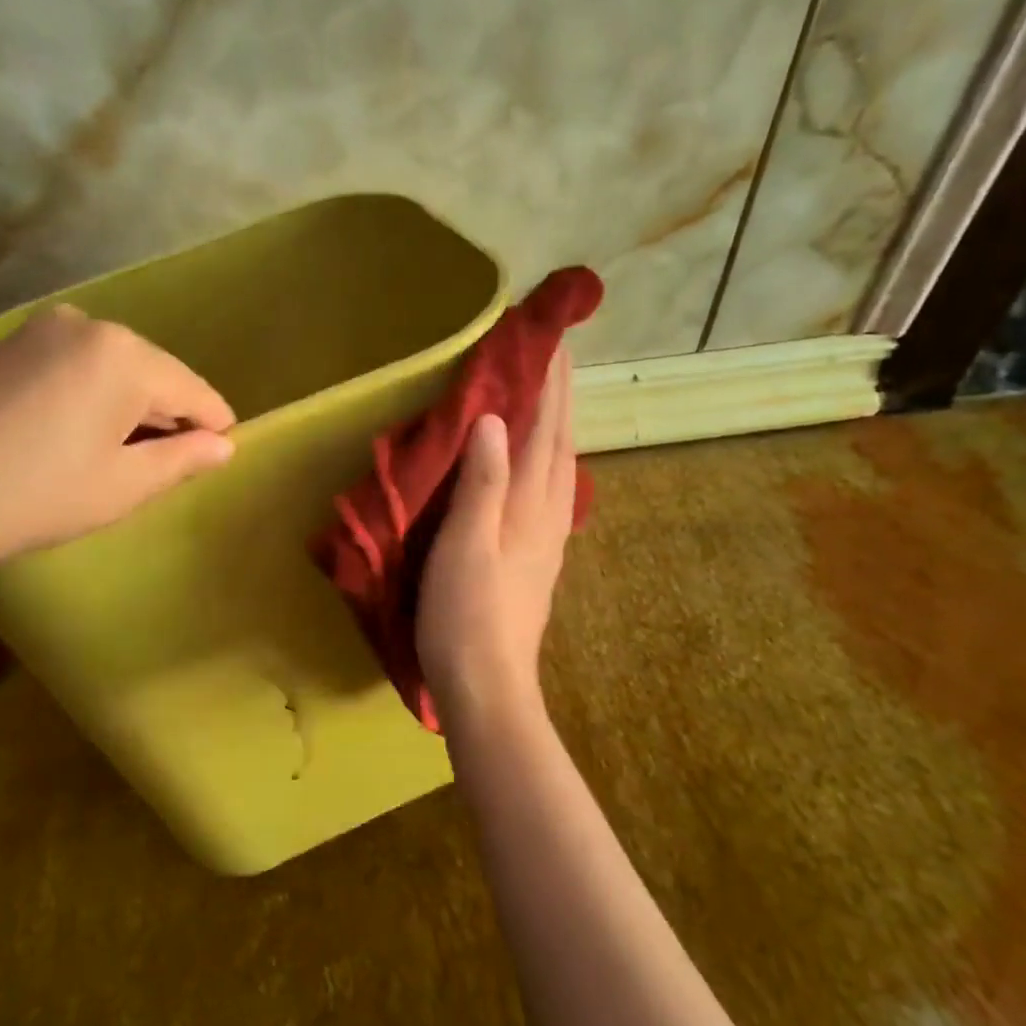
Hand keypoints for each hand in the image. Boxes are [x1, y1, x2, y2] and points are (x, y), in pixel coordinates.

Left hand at [0, 304, 234, 576]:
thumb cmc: (31, 497)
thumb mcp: (121, 487)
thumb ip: (182, 460)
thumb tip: (224, 445)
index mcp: (124, 355)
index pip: (194, 391)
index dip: (212, 429)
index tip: (217, 460)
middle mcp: (90, 324)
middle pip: (155, 375)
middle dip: (165, 418)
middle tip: (158, 471)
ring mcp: (45, 328)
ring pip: (116, 370)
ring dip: (127, 409)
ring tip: (113, 459)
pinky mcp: (13, 342)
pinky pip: (79, 366)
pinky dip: (92, 397)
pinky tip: (74, 436)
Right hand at [417, 351, 575, 729]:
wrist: (488, 685)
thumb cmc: (466, 614)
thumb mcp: (465, 544)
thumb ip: (483, 481)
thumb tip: (496, 417)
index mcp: (529, 505)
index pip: (545, 430)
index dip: (550, 384)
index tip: (552, 339)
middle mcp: (548, 515)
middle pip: (560, 444)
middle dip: (561, 396)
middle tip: (556, 354)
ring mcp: (548, 539)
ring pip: (561, 468)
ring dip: (559, 425)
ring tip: (551, 398)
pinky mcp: (538, 559)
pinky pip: (552, 492)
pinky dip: (550, 461)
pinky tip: (544, 466)